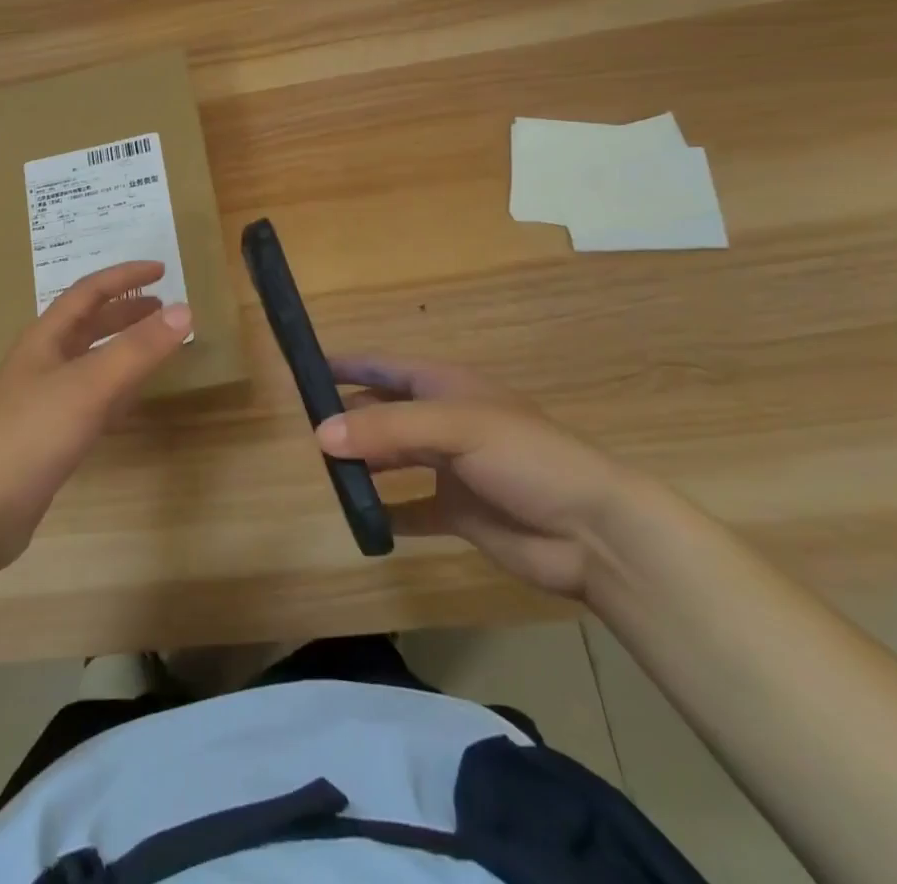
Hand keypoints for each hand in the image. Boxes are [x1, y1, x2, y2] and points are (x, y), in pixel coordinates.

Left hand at [0, 261, 190, 568]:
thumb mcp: (90, 385)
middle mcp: (42, 361)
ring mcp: (42, 399)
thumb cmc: (32, 433)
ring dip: (121, 349)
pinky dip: (113, 389)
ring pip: (89, 361)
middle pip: (88, 324)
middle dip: (125, 311)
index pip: (89, 292)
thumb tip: (185, 309)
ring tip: (154, 347)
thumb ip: (138, 349)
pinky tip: (128, 402)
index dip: (125, 276)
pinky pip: (88, 398)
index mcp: (46, 338)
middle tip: (163, 309)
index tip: (161, 269)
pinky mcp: (46, 435)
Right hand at [316, 356, 632, 598]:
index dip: (346, 365)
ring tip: (324, 471)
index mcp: (445, 387)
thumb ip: (386, 428)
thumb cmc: (525, 458)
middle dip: (348, 416)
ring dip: (362, 463)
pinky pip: (411, 509)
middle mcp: (444, 422)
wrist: (593, 531)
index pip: (384, 367)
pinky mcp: (459, 512)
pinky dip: (386, 513)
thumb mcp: (454, 428)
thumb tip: (320, 434)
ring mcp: (452, 468)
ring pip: (393, 458)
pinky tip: (361, 520)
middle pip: (383, 412)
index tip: (303, 367)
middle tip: (304, 428)